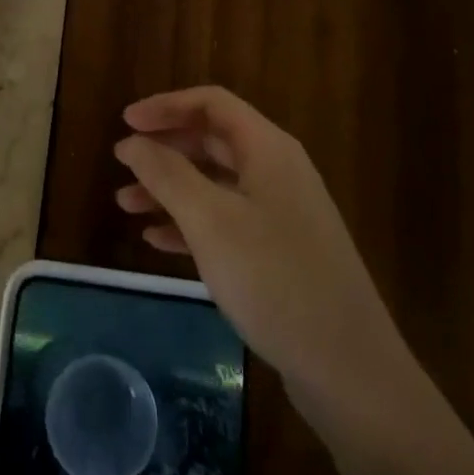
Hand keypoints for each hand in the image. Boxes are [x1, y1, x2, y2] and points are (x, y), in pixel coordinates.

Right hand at [114, 86, 405, 408]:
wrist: (350, 371)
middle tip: (123, 164)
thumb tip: (131, 141)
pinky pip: (226, 221)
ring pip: (215, 184)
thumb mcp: (210, 221)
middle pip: (212, 140)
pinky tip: (157, 241)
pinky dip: (190, 223)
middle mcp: (277, 171)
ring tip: (126, 206)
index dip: (166, 106)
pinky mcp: (281, 253)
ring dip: (170, 189)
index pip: (211, 103)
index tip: (125, 122)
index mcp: (267, 149)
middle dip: (165, 149)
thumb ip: (166, 174)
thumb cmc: (275, 279)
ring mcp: (282, 214)